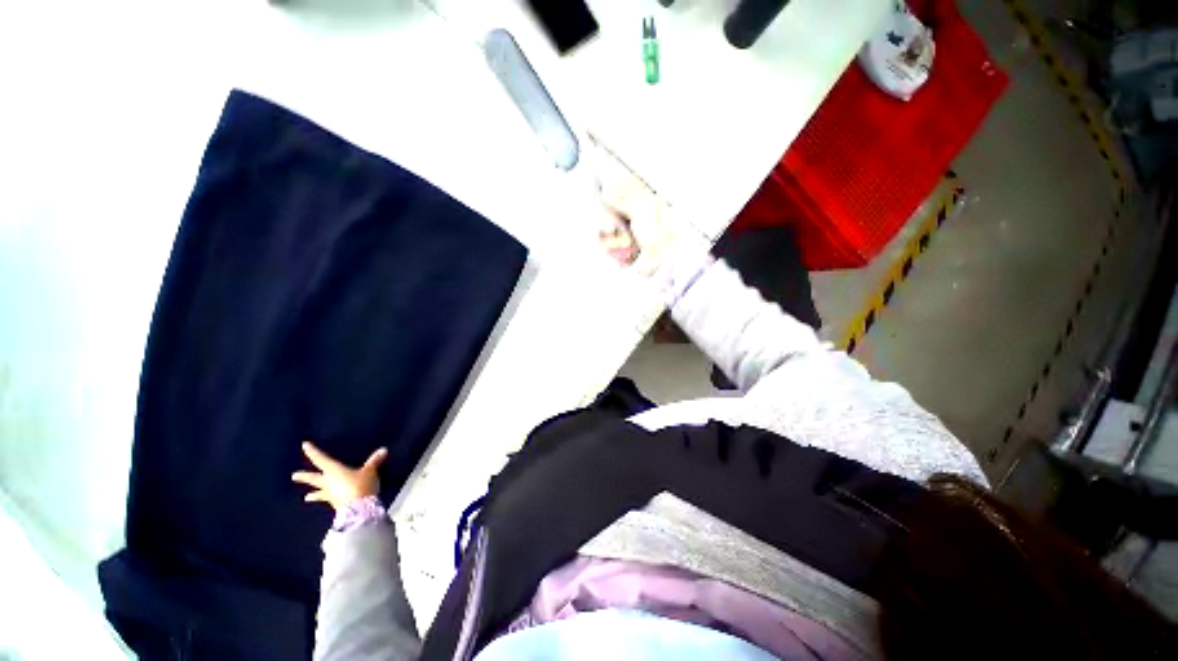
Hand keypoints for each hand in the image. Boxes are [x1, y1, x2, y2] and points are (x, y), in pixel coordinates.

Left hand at [292, 441, 386, 511]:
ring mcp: (330, 495)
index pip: (321, 459)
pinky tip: (328, 502)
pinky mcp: (335, 504)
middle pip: (314, 478)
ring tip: (306, 497)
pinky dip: (327, 500)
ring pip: (319, 492)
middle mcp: (328, 482)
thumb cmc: (361, 485)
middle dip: (305, 476)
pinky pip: (328, 500)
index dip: (313, 452)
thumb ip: (374, 461)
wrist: (358, 510)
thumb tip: (384, 449)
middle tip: (294, 476)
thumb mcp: (370, 471)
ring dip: (313, 494)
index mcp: (334, 470)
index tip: (304, 445)